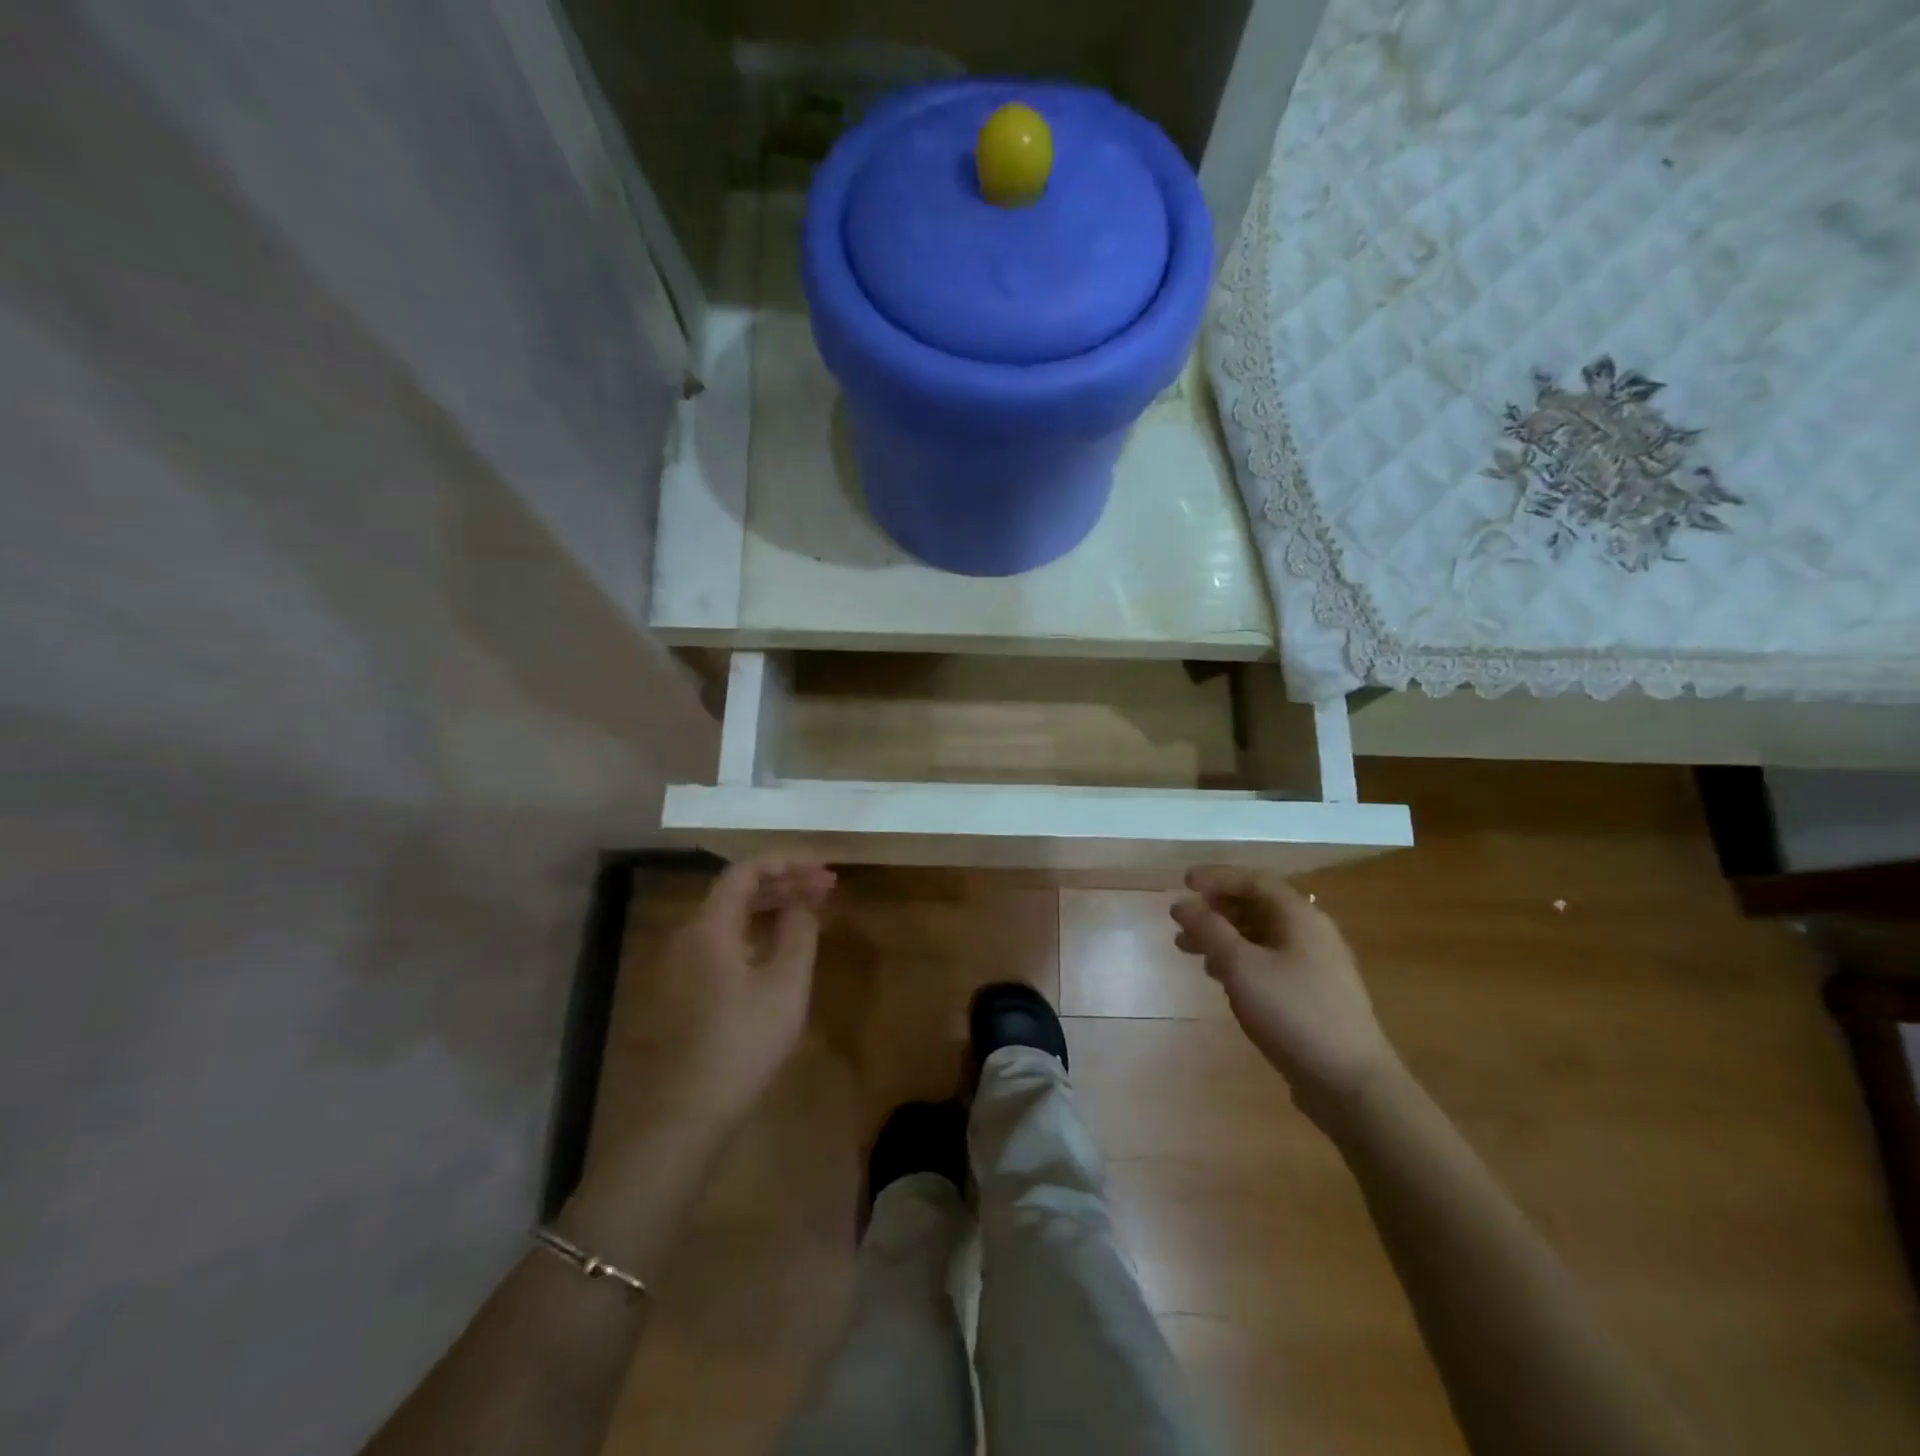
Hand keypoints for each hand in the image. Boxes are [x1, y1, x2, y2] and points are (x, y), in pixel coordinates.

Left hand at [621, 856, 835, 1131]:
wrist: (686, 1112)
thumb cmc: (743, 1042)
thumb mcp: (785, 983)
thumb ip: (799, 930)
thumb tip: (805, 899)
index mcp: (709, 926)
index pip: (746, 871)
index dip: (787, 861)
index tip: (823, 867)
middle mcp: (688, 935)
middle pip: (737, 891)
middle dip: (784, 882)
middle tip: (826, 887)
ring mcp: (681, 964)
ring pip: (730, 918)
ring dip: (771, 907)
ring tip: (811, 911)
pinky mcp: (684, 989)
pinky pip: (723, 942)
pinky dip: (755, 933)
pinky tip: (780, 948)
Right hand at [1170, 866, 1398, 1129]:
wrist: (1351, 1083)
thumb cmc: (1294, 1014)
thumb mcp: (1242, 967)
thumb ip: (1210, 930)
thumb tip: (1182, 902)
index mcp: (1300, 917)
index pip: (1254, 881)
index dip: (1217, 877)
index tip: (1183, 881)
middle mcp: (1312, 933)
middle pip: (1258, 906)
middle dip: (1216, 909)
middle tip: (1182, 920)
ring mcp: (1316, 965)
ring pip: (1261, 936)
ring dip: (1224, 936)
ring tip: (1189, 950)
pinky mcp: (1313, 994)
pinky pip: (1270, 961)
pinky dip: (1240, 960)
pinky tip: (1220, 977)